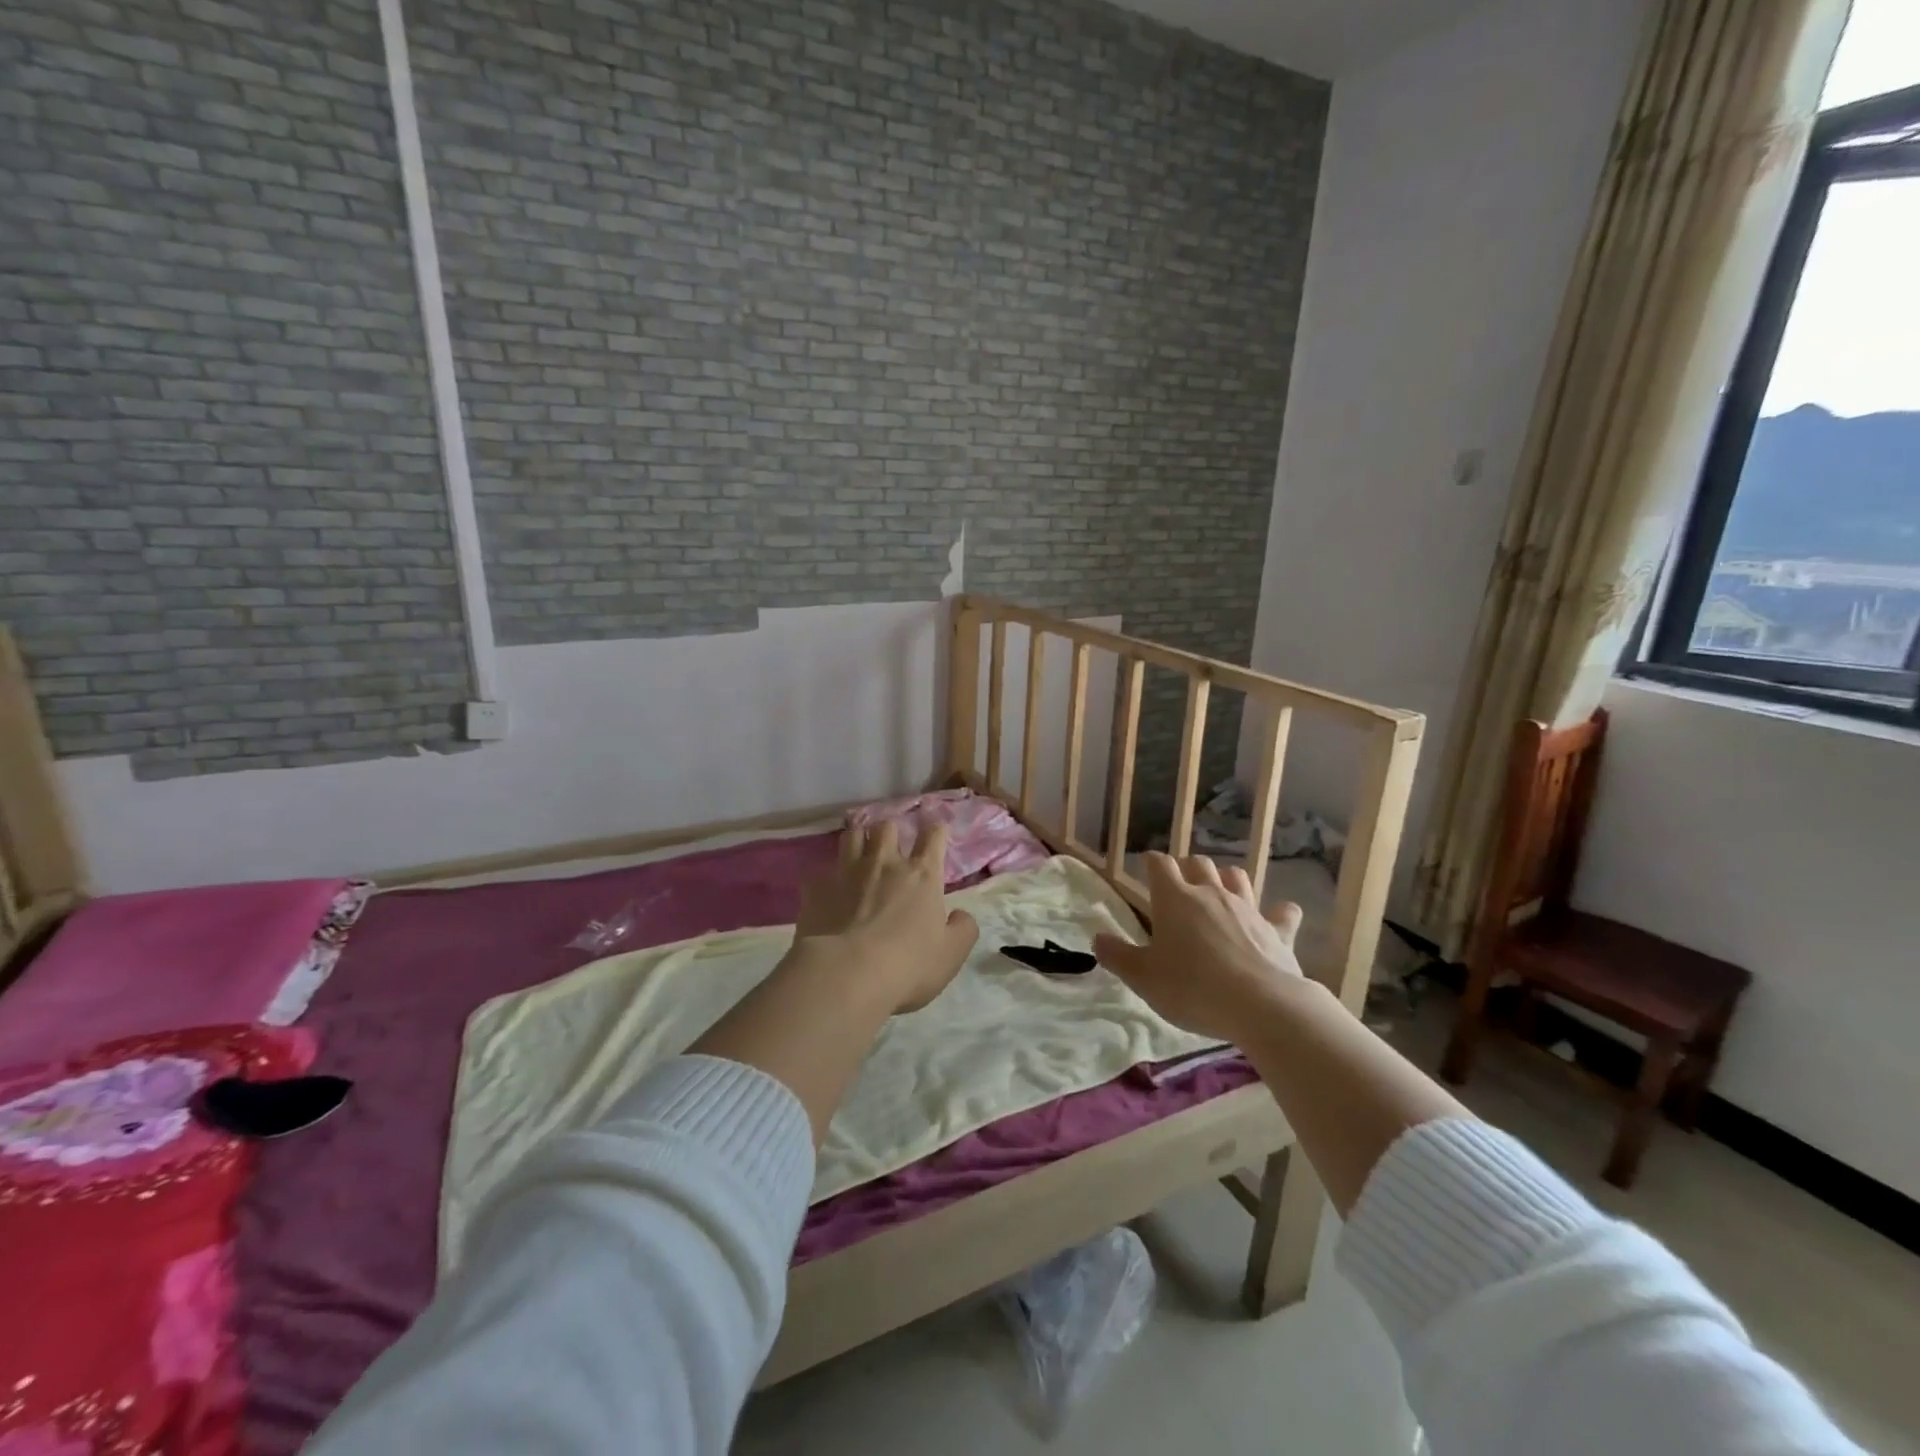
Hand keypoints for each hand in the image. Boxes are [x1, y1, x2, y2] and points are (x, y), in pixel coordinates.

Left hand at [794, 822, 979, 1013]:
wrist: (846, 974)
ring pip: (852, 836)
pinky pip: (821, 872)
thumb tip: (960, 915)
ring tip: (859, 856)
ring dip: (859, 841)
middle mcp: (884, 863)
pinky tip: (827, 894)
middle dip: (891, 833)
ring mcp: (847, 872)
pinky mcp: (816, 888)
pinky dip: (827, 879)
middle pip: (887, 828)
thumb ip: (963, 929)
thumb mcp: (952, 954)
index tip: (935, 836)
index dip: (936, 832)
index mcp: (921, 875)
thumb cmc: (908, 965)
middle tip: (891, 851)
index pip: (933, 836)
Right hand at [1092, 853, 1304, 1042]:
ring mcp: (1248, 909)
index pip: (1159, 864)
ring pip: (1237, 877)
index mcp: (1174, 899)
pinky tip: (1277, 917)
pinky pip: (1283, 912)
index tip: (1145, 870)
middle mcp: (1211, 894)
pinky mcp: (1278, 931)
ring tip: (1219, 894)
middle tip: (1179, 887)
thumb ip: (1117, 956)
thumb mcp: (1143, 978)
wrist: (1261, 1005)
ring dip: (1226, 880)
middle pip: (1199, 863)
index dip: (1151, 863)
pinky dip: (1279, 913)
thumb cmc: (1192, 988)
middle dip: (1187, 868)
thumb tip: (1097, 938)